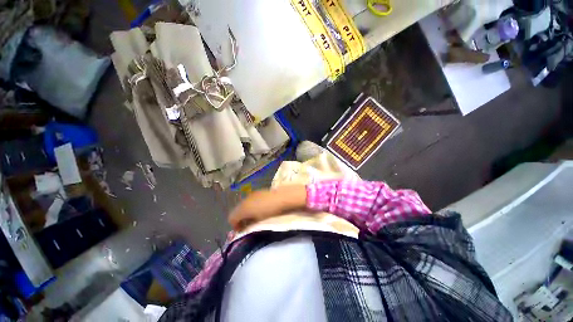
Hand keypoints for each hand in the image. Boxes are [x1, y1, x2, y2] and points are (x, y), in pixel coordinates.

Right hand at [228, 185, 306, 230]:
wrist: (283, 197)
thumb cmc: (271, 211)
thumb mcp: (259, 221)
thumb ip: (249, 226)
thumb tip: (244, 228)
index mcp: (243, 208)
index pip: (231, 218)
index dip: (235, 226)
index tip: (242, 231)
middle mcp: (245, 200)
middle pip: (237, 211)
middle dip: (240, 219)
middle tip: (248, 225)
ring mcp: (252, 194)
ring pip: (243, 205)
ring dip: (245, 212)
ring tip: (254, 217)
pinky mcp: (258, 192)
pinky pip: (250, 200)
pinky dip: (251, 206)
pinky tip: (260, 209)